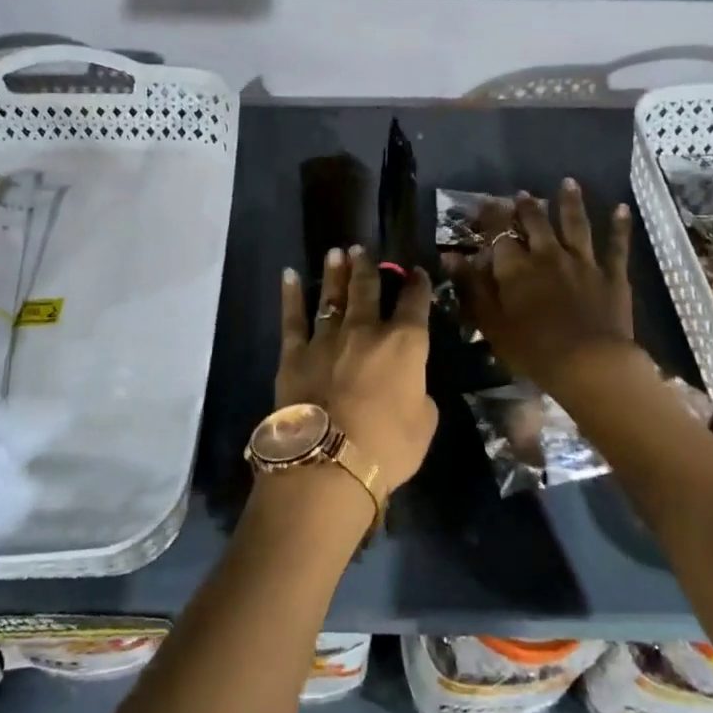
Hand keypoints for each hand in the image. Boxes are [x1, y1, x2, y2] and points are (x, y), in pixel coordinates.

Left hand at [275, 246, 437, 495]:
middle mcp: (366, 330)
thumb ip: (419, 395)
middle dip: (368, 267)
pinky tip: (288, 275)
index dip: (418, 285)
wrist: (328, 462)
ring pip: (332, 296)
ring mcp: (327, 338)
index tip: (417, 273)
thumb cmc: (388, 447)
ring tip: (336, 252)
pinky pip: (293, 318)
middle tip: (363, 249)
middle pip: (368, 290)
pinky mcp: (295, 353)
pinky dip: (290, 295)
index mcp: (405, 344)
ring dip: (335, 273)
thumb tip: (410, 385)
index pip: (415, 304)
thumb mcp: (424, 424)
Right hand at [444, 179, 635, 393]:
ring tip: (568, 183)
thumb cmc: (532, 349)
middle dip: (527, 207)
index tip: (485, 204)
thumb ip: (470, 286)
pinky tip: (621, 208)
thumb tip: (449, 256)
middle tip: (522, 194)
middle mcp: (548, 254)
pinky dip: (619, 226)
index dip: (491, 217)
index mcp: (516, 267)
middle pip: (536, 223)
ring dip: (570, 203)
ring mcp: (583, 262)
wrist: (589, 364)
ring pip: (575, 225)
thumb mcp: (490, 322)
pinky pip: (616, 246)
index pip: (499, 234)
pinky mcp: (612, 275)